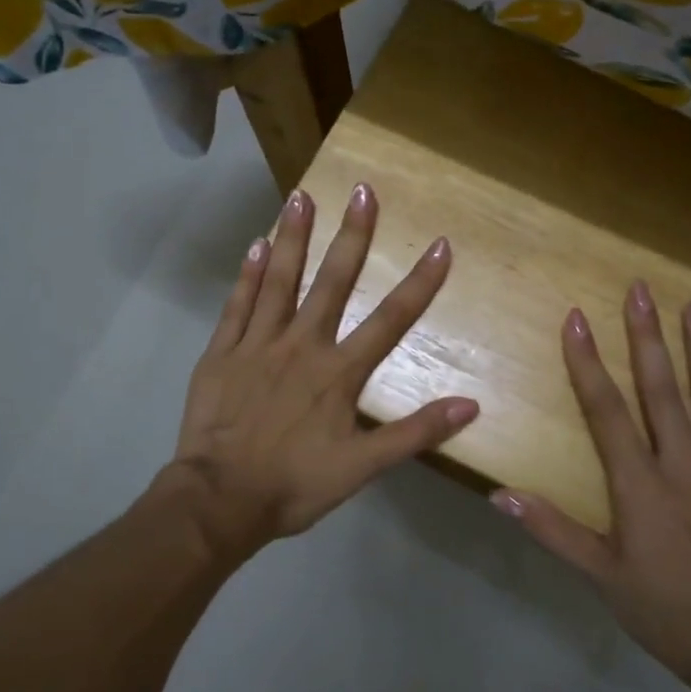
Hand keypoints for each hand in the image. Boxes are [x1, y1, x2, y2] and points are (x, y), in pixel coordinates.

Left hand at [164, 183, 478, 561]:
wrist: (219, 501)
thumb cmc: (294, 486)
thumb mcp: (362, 468)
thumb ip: (415, 433)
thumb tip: (470, 405)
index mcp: (338, 373)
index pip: (390, 320)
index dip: (420, 283)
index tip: (439, 244)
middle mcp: (301, 346)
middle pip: (332, 283)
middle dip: (353, 236)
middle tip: (363, 190)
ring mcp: (257, 345)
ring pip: (279, 281)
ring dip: (294, 237)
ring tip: (302, 196)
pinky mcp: (222, 353)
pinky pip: (237, 305)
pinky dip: (248, 275)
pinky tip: (256, 245)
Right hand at [492, 281, 690, 679]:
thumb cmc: (664, 612)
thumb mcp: (600, 575)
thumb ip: (552, 530)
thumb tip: (499, 495)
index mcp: (639, 485)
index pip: (606, 411)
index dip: (588, 363)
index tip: (577, 319)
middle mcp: (684, 467)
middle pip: (662, 392)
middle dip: (648, 338)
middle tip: (643, 290)